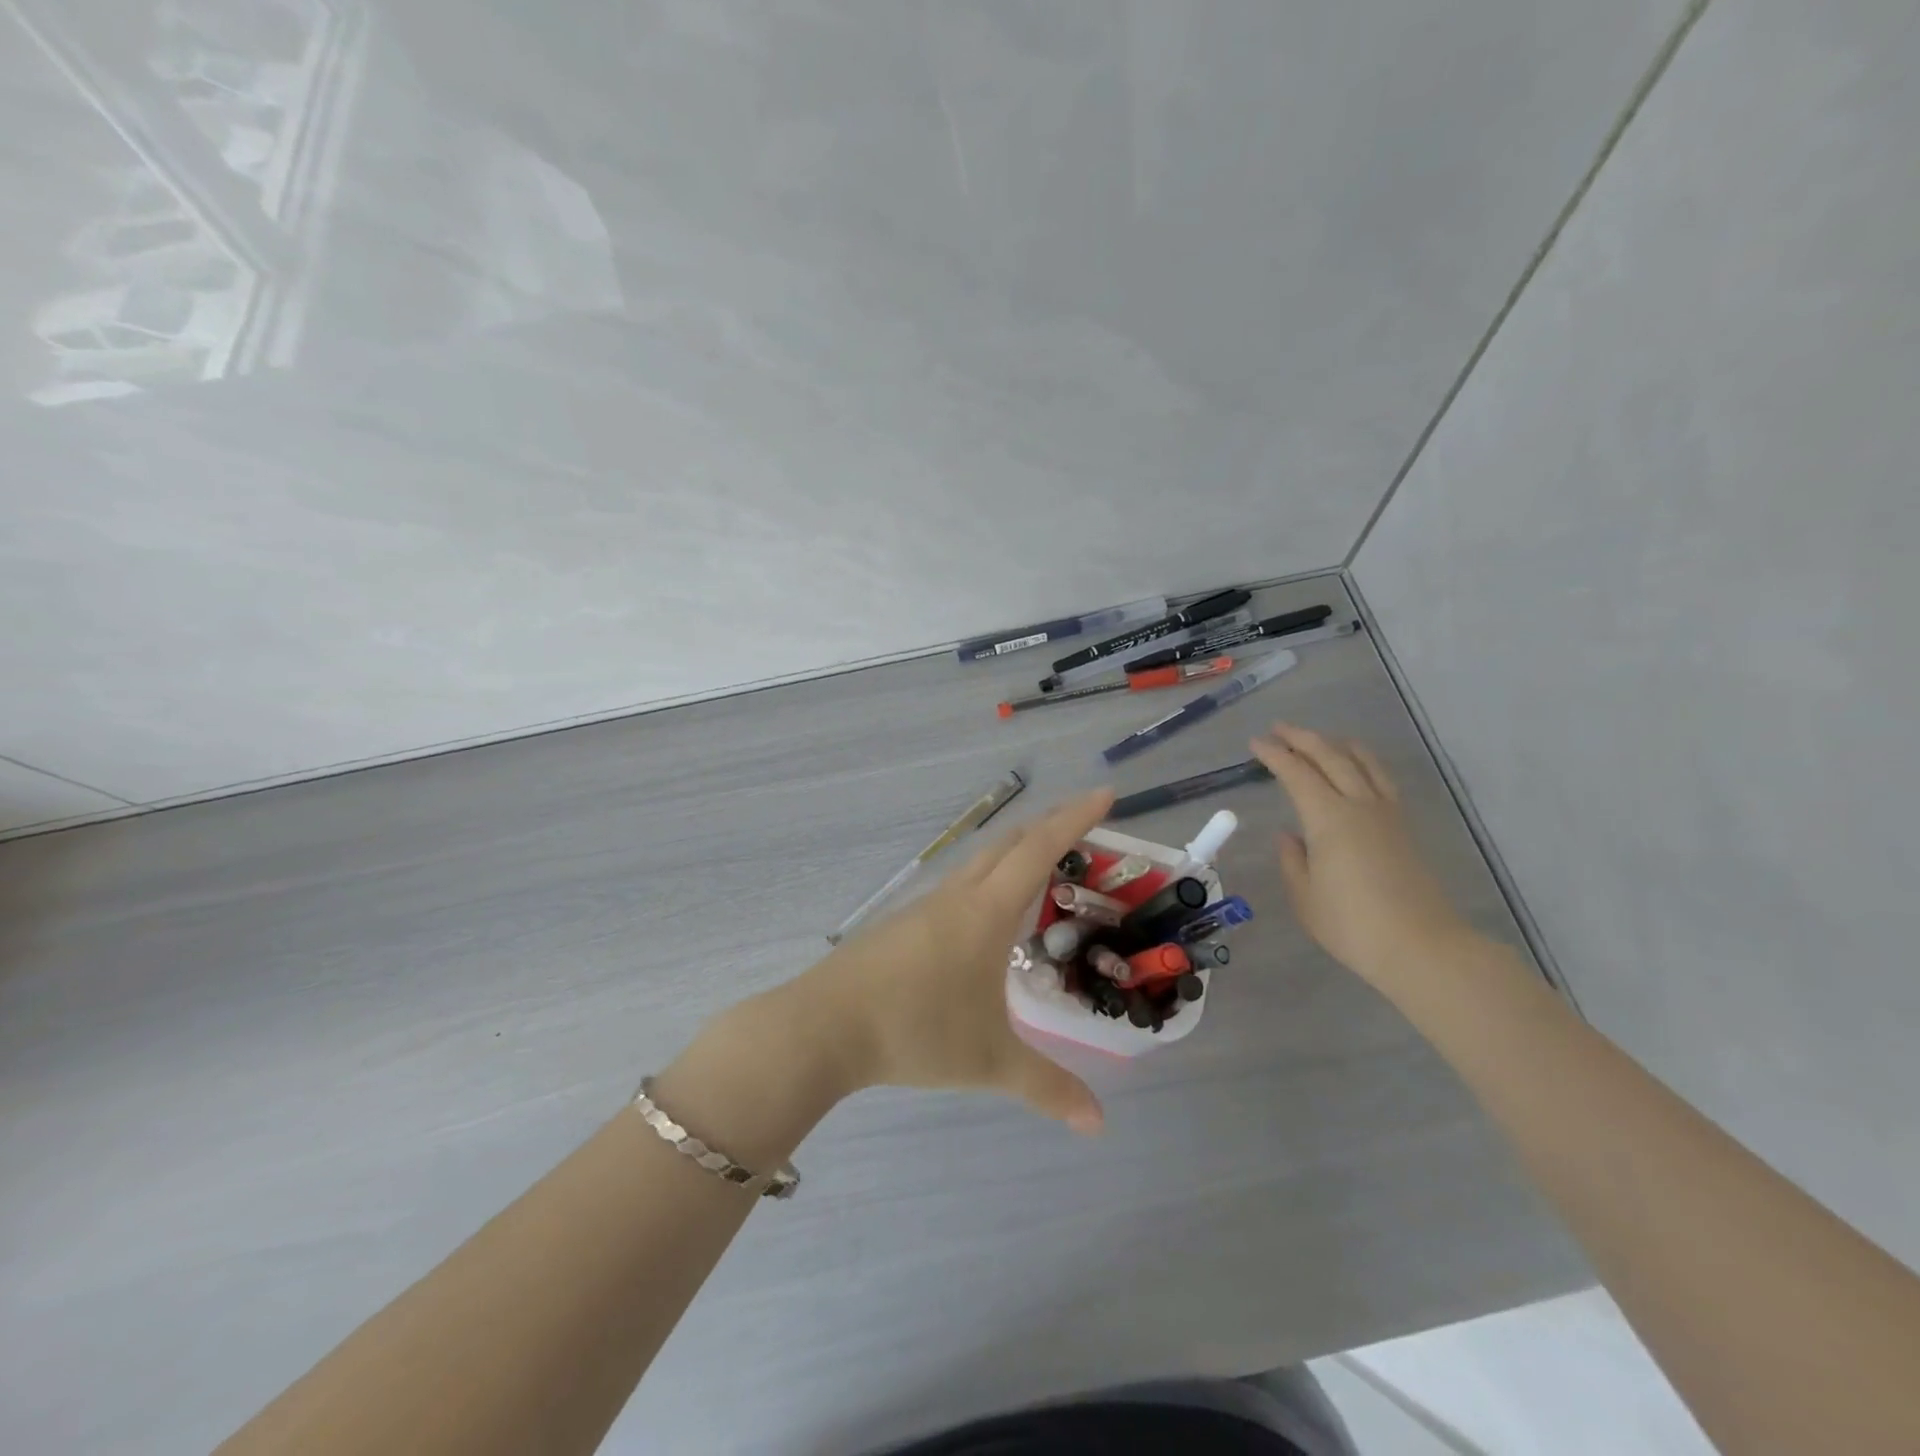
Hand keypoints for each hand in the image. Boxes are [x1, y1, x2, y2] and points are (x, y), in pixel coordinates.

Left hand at [796, 789, 1113, 1133]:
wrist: (823, 1026)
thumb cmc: (915, 1032)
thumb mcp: (988, 1063)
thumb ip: (1047, 1088)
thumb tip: (1098, 1125)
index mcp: (985, 912)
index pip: (1039, 849)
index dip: (1075, 818)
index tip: (1105, 794)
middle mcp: (957, 896)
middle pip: (1009, 843)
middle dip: (1049, 826)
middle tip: (1084, 826)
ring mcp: (925, 906)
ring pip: (979, 861)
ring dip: (1015, 852)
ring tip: (1043, 868)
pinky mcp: (903, 923)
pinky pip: (958, 884)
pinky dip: (988, 879)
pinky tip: (987, 914)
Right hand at [1250, 723, 1476, 990]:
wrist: (1421, 946)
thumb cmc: (1351, 925)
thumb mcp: (1305, 897)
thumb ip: (1293, 860)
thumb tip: (1290, 835)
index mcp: (1328, 818)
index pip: (1296, 773)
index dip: (1274, 755)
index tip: (1255, 743)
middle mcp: (1359, 805)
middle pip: (1331, 757)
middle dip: (1302, 739)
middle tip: (1279, 729)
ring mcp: (1387, 814)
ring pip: (1362, 762)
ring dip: (1337, 745)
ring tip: (1320, 739)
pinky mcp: (1404, 828)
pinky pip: (1381, 779)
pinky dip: (1362, 762)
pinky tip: (1357, 768)